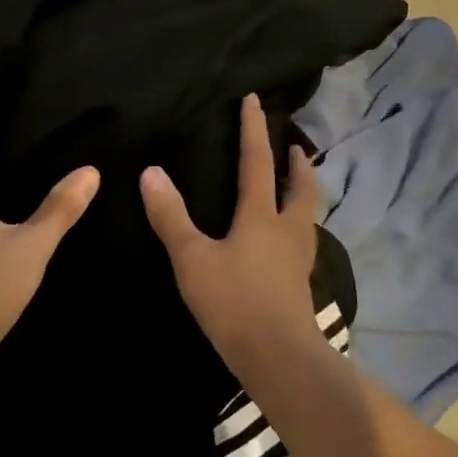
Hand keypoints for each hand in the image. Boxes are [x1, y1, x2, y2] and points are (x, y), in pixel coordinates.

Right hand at [140, 93, 322, 356]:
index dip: (254, 129)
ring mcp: (298, 258)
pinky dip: (297, 225)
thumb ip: (170, 216)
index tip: (255, 99)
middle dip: (298, 163)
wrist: (278, 357)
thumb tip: (150, 172)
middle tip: (295, 147)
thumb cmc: (233, 301)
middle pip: (300, 187)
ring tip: (295, 186)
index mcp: (261, 216)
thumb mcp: (192, 258)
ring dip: (303, 192)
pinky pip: (302, 240)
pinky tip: (285, 239)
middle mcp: (286, 230)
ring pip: (307, 214)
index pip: (257, 161)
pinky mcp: (300, 283)